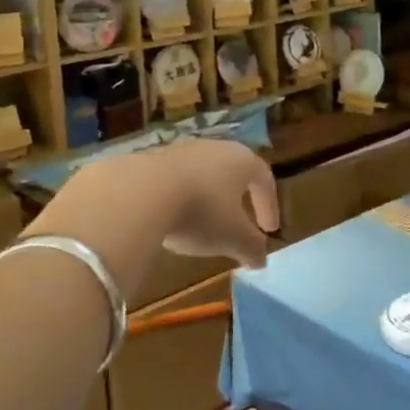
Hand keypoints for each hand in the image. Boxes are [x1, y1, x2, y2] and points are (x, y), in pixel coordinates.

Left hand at [37, 139, 278, 295]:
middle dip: (239, 199)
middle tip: (241, 222)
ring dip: (209, 198)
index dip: (270, 205)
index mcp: (242, 161)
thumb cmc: (200, 211)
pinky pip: (176, 179)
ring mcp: (182, 150)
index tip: (270, 230)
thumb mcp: (233, 238)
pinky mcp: (152, 157)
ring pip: (204, 174)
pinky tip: (173, 219)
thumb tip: (261, 261)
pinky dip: (181, 198)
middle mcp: (215, 148)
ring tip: (204, 225)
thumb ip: (252, 248)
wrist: (140, 192)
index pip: (264, 179)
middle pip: (234, 172)